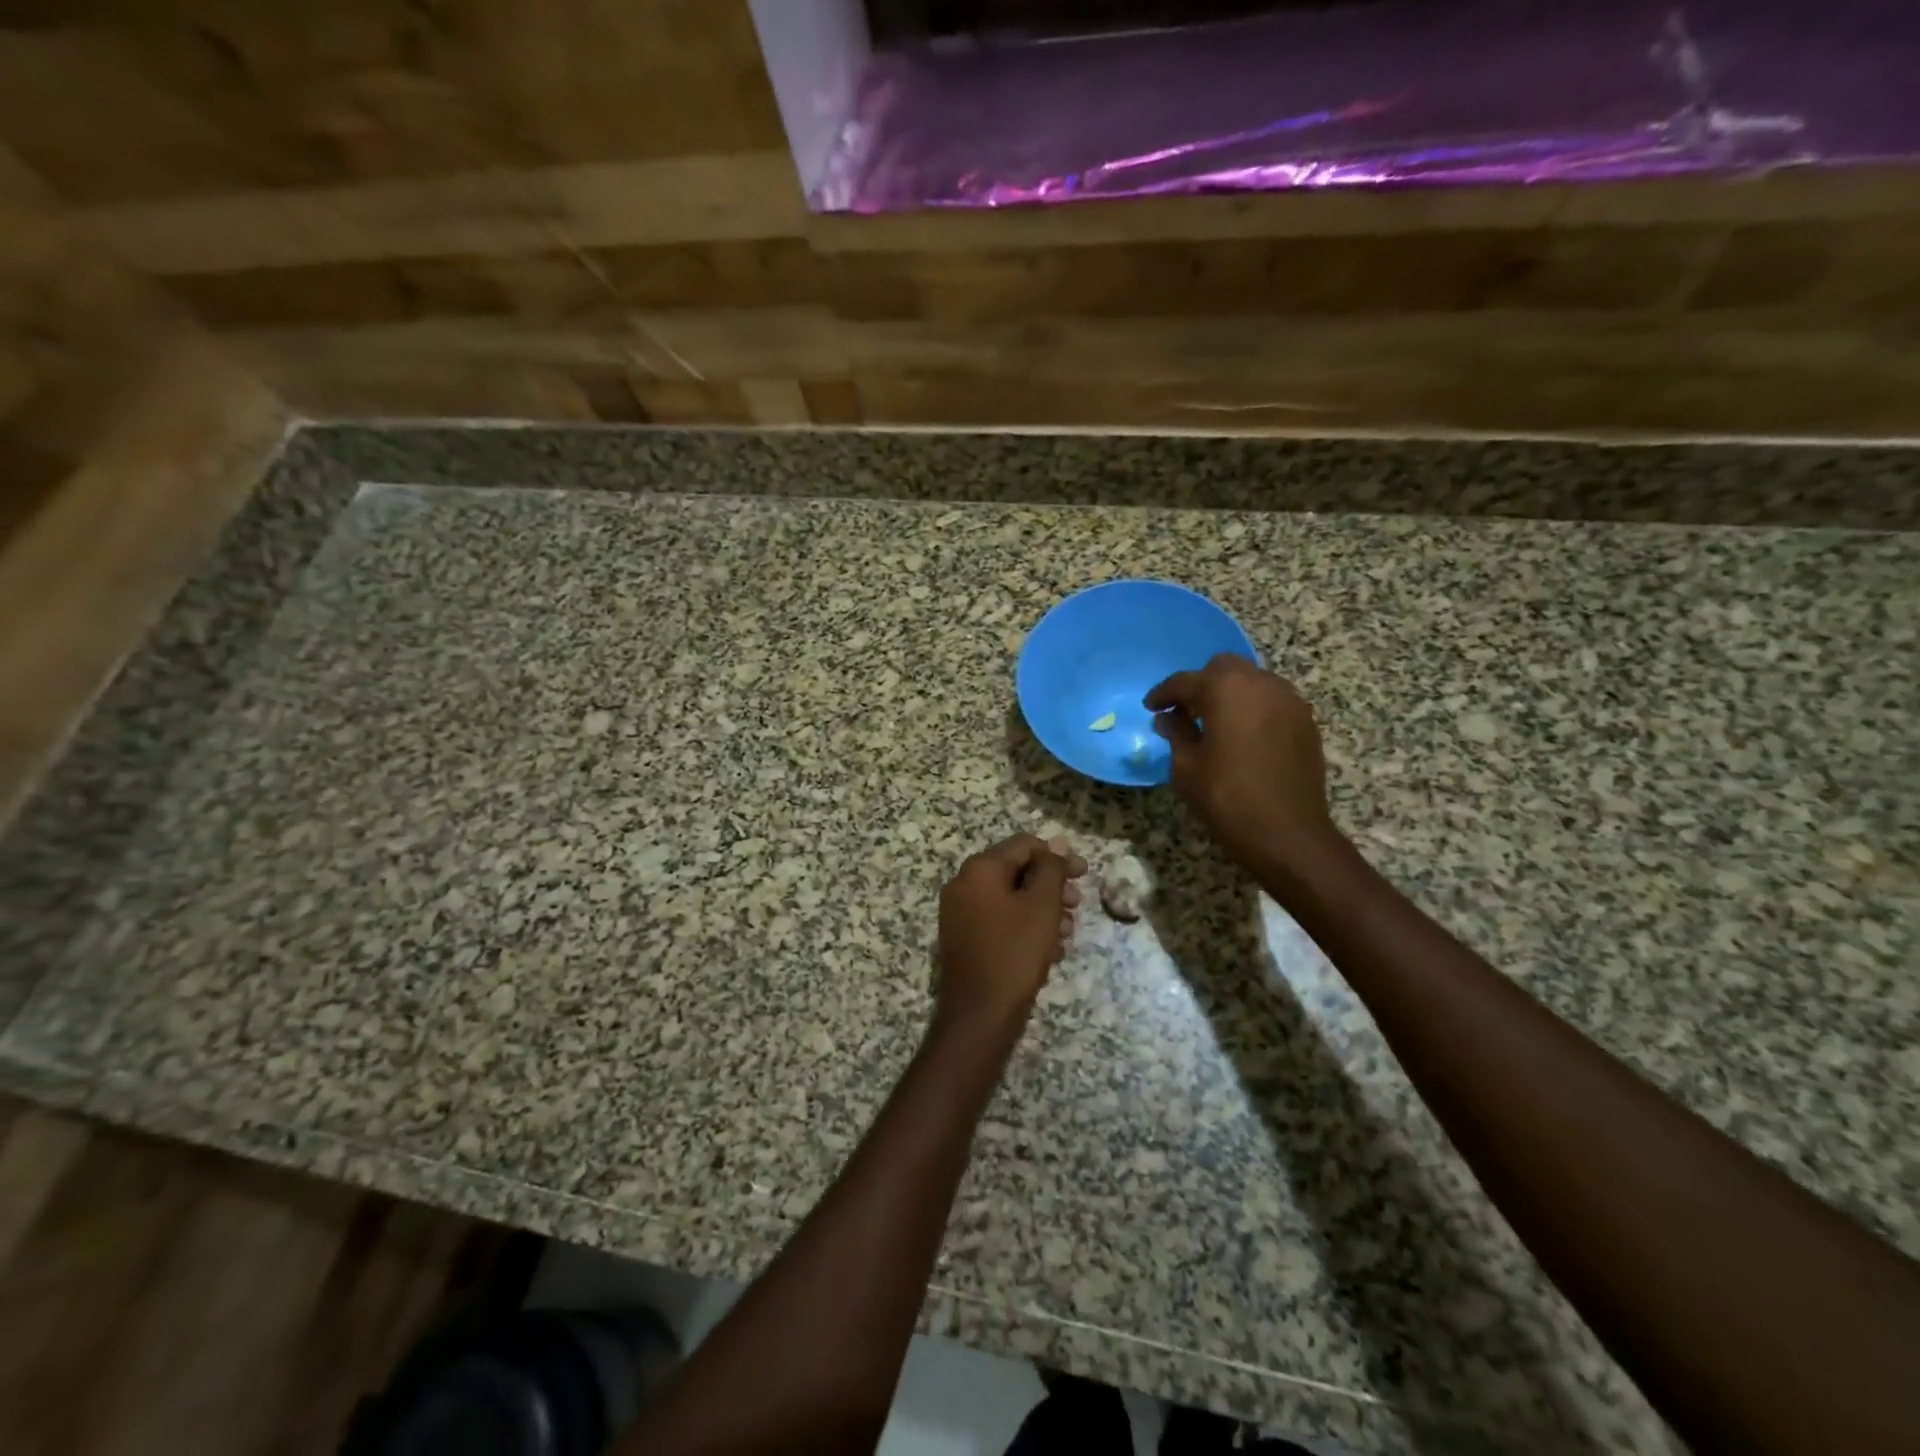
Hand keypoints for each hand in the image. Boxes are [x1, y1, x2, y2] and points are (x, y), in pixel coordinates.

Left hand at [935, 835, 1086, 1036]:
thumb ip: (1050, 869)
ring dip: (1042, 909)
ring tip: (1066, 934)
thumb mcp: (1041, 906)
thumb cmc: (1015, 953)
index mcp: (979, 869)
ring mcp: (959, 912)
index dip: (1057, 856)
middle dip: (1051, 886)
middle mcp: (963, 884)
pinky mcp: (963, 938)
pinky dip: (1024, 926)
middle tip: (1077, 905)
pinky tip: (1048, 950)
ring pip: (1010, 898)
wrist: (979, 1015)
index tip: (1084, 875)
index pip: (1024, 845)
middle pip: (1016, 871)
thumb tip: (1056, 843)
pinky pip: (999, 919)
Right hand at [1145, 656, 1339, 873]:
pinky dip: (1253, 708)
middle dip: (1201, 685)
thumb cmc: (1226, 797)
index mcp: (1225, 689)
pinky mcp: (1305, 721)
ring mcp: (1289, 700)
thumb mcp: (1186, 766)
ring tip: (1215, 723)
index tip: (1151, 708)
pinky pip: (1272, 701)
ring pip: (1252, 681)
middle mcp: (1260, 683)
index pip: (1185, 681)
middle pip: (1223, 668)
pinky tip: (1243, 736)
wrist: (1287, 832)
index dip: (1163, 694)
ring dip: (1230, 694)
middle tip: (1185, 712)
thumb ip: (1176, 733)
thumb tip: (1167, 717)